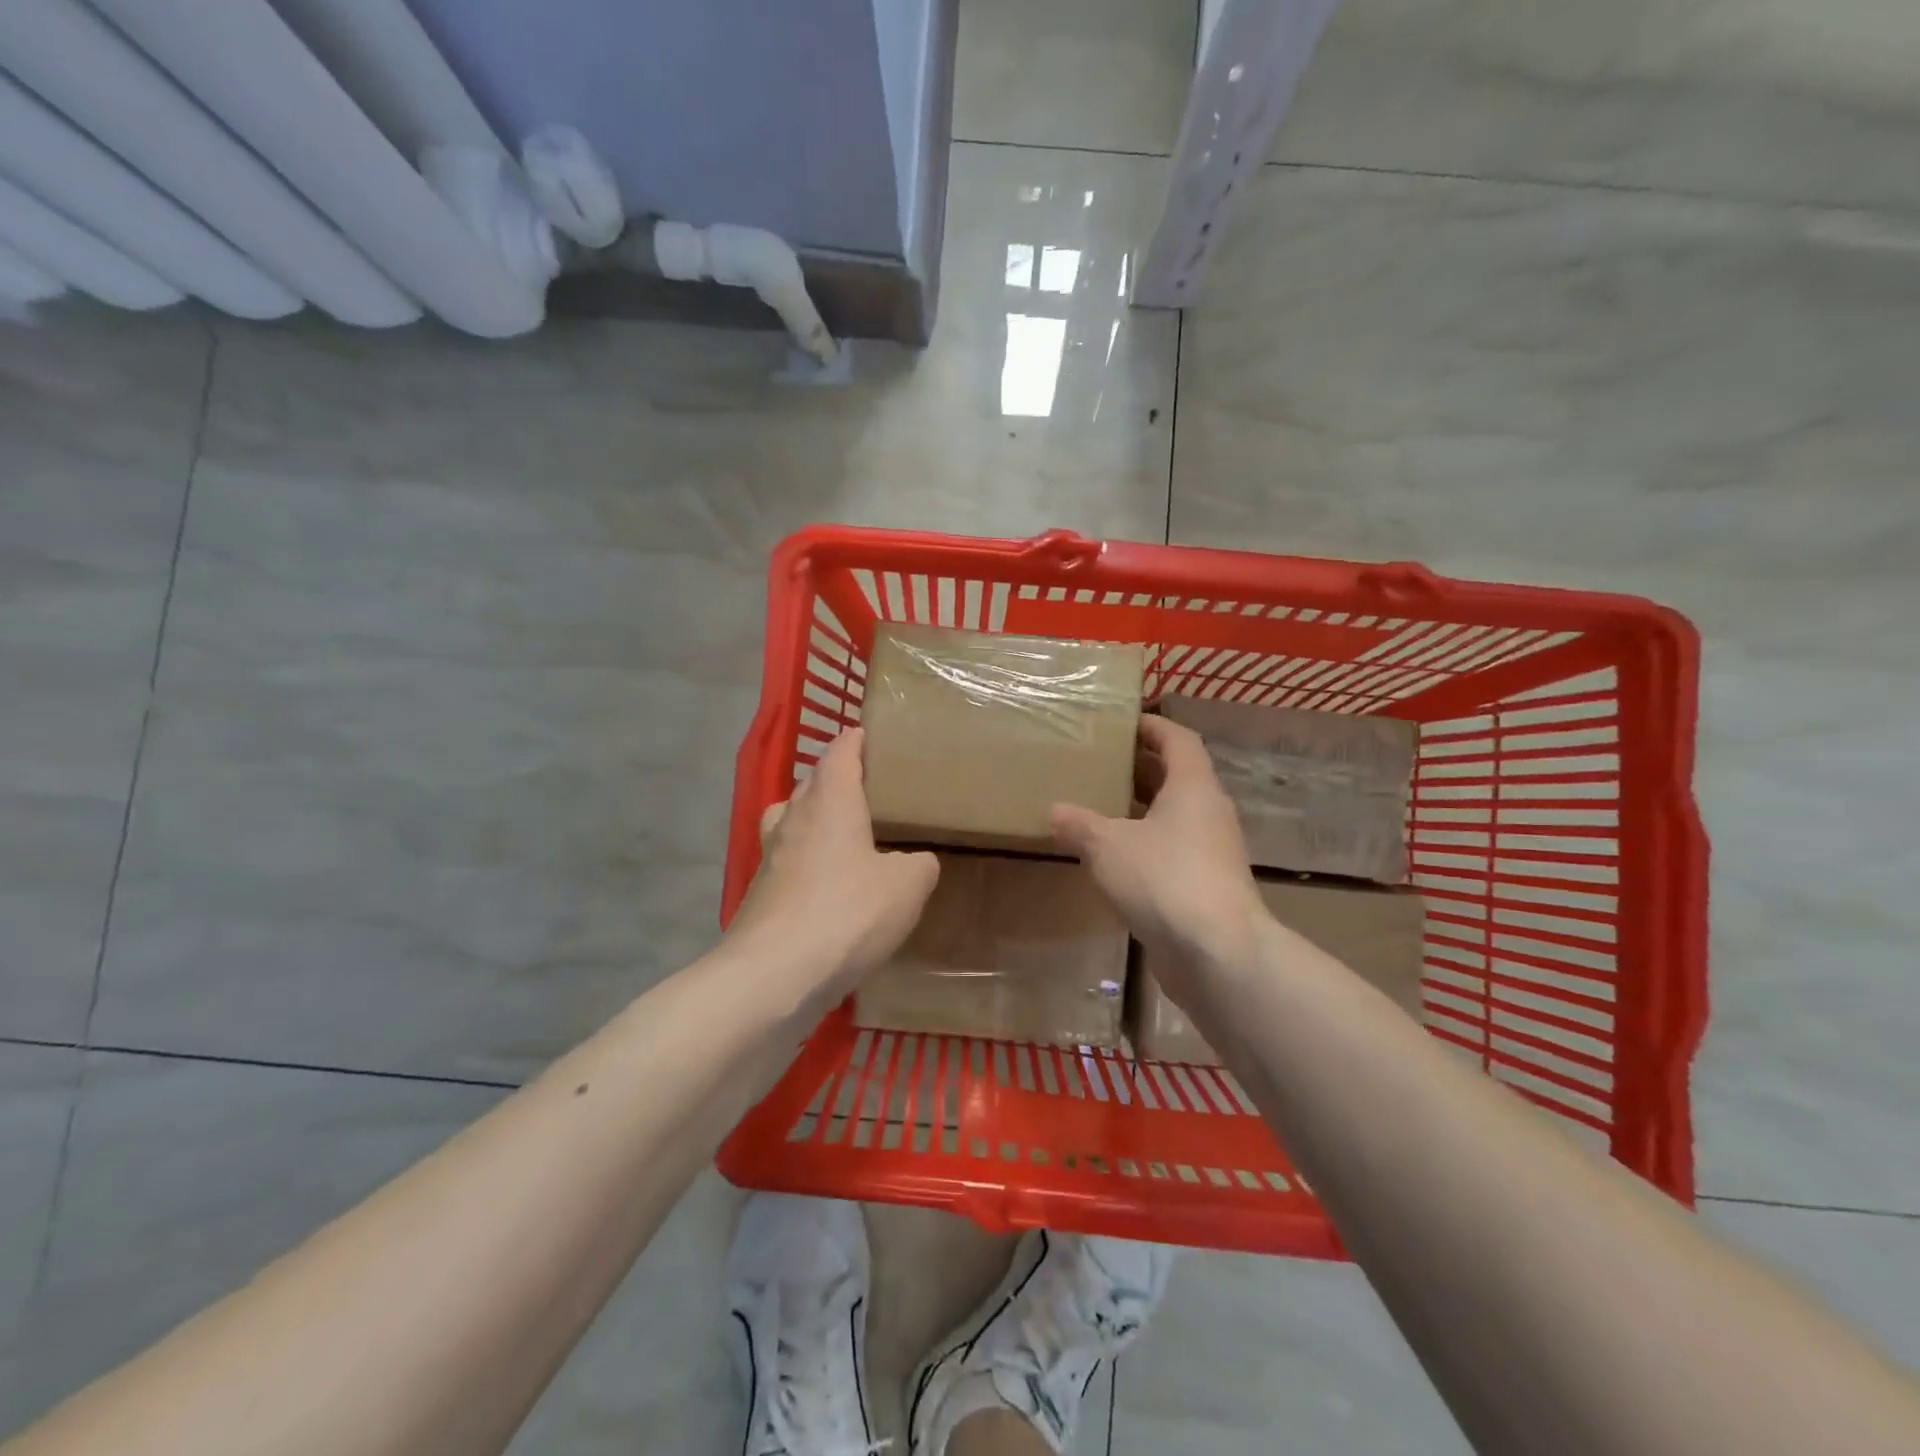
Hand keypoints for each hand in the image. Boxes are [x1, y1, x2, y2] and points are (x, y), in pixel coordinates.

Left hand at [727, 729, 939, 1005]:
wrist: (774, 975)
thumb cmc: (847, 913)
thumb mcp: (907, 887)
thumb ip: (919, 865)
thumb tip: (916, 862)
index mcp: (830, 800)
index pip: (840, 752)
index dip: (855, 740)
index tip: (869, 736)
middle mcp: (793, 817)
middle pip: (813, 783)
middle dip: (836, 779)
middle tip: (869, 790)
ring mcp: (770, 855)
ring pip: (793, 820)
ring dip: (815, 819)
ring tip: (845, 835)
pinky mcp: (760, 892)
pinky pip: (788, 861)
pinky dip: (807, 862)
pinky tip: (828, 887)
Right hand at [1050, 715, 1265, 996]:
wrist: (1218, 953)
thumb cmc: (1164, 879)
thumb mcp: (1108, 846)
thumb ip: (1079, 825)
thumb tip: (1055, 811)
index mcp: (1193, 787)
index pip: (1178, 739)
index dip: (1152, 726)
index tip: (1122, 722)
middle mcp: (1209, 812)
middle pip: (1177, 777)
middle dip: (1141, 768)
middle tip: (1101, 764)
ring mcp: (1213, 852)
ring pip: (1175, 817)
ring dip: (1142, 809)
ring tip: (1100, 808)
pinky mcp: (1208, 887)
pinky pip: (1174, 851)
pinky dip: (1147, 845)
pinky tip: (1116, 859)